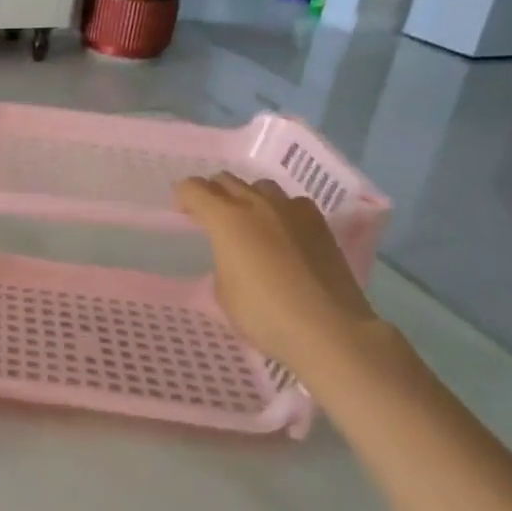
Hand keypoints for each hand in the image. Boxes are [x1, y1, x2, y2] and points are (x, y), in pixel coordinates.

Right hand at [175, 174, 380, 375]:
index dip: (182, 197)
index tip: (183, 214)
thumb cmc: (265, 315)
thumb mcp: (223, 292)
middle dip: (212, 194)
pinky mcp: (319, 224)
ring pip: (260, 186)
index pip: (193, 188)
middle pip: (226, 180)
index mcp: (226, 219)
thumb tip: (234, 255)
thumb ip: (222, 260)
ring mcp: (292, 211)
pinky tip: (283, 232)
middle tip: (210, 218)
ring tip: (248, 223)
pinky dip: (280, 210)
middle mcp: (257, 204)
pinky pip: (292, 202)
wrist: (329, 330)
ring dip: (246, 197)